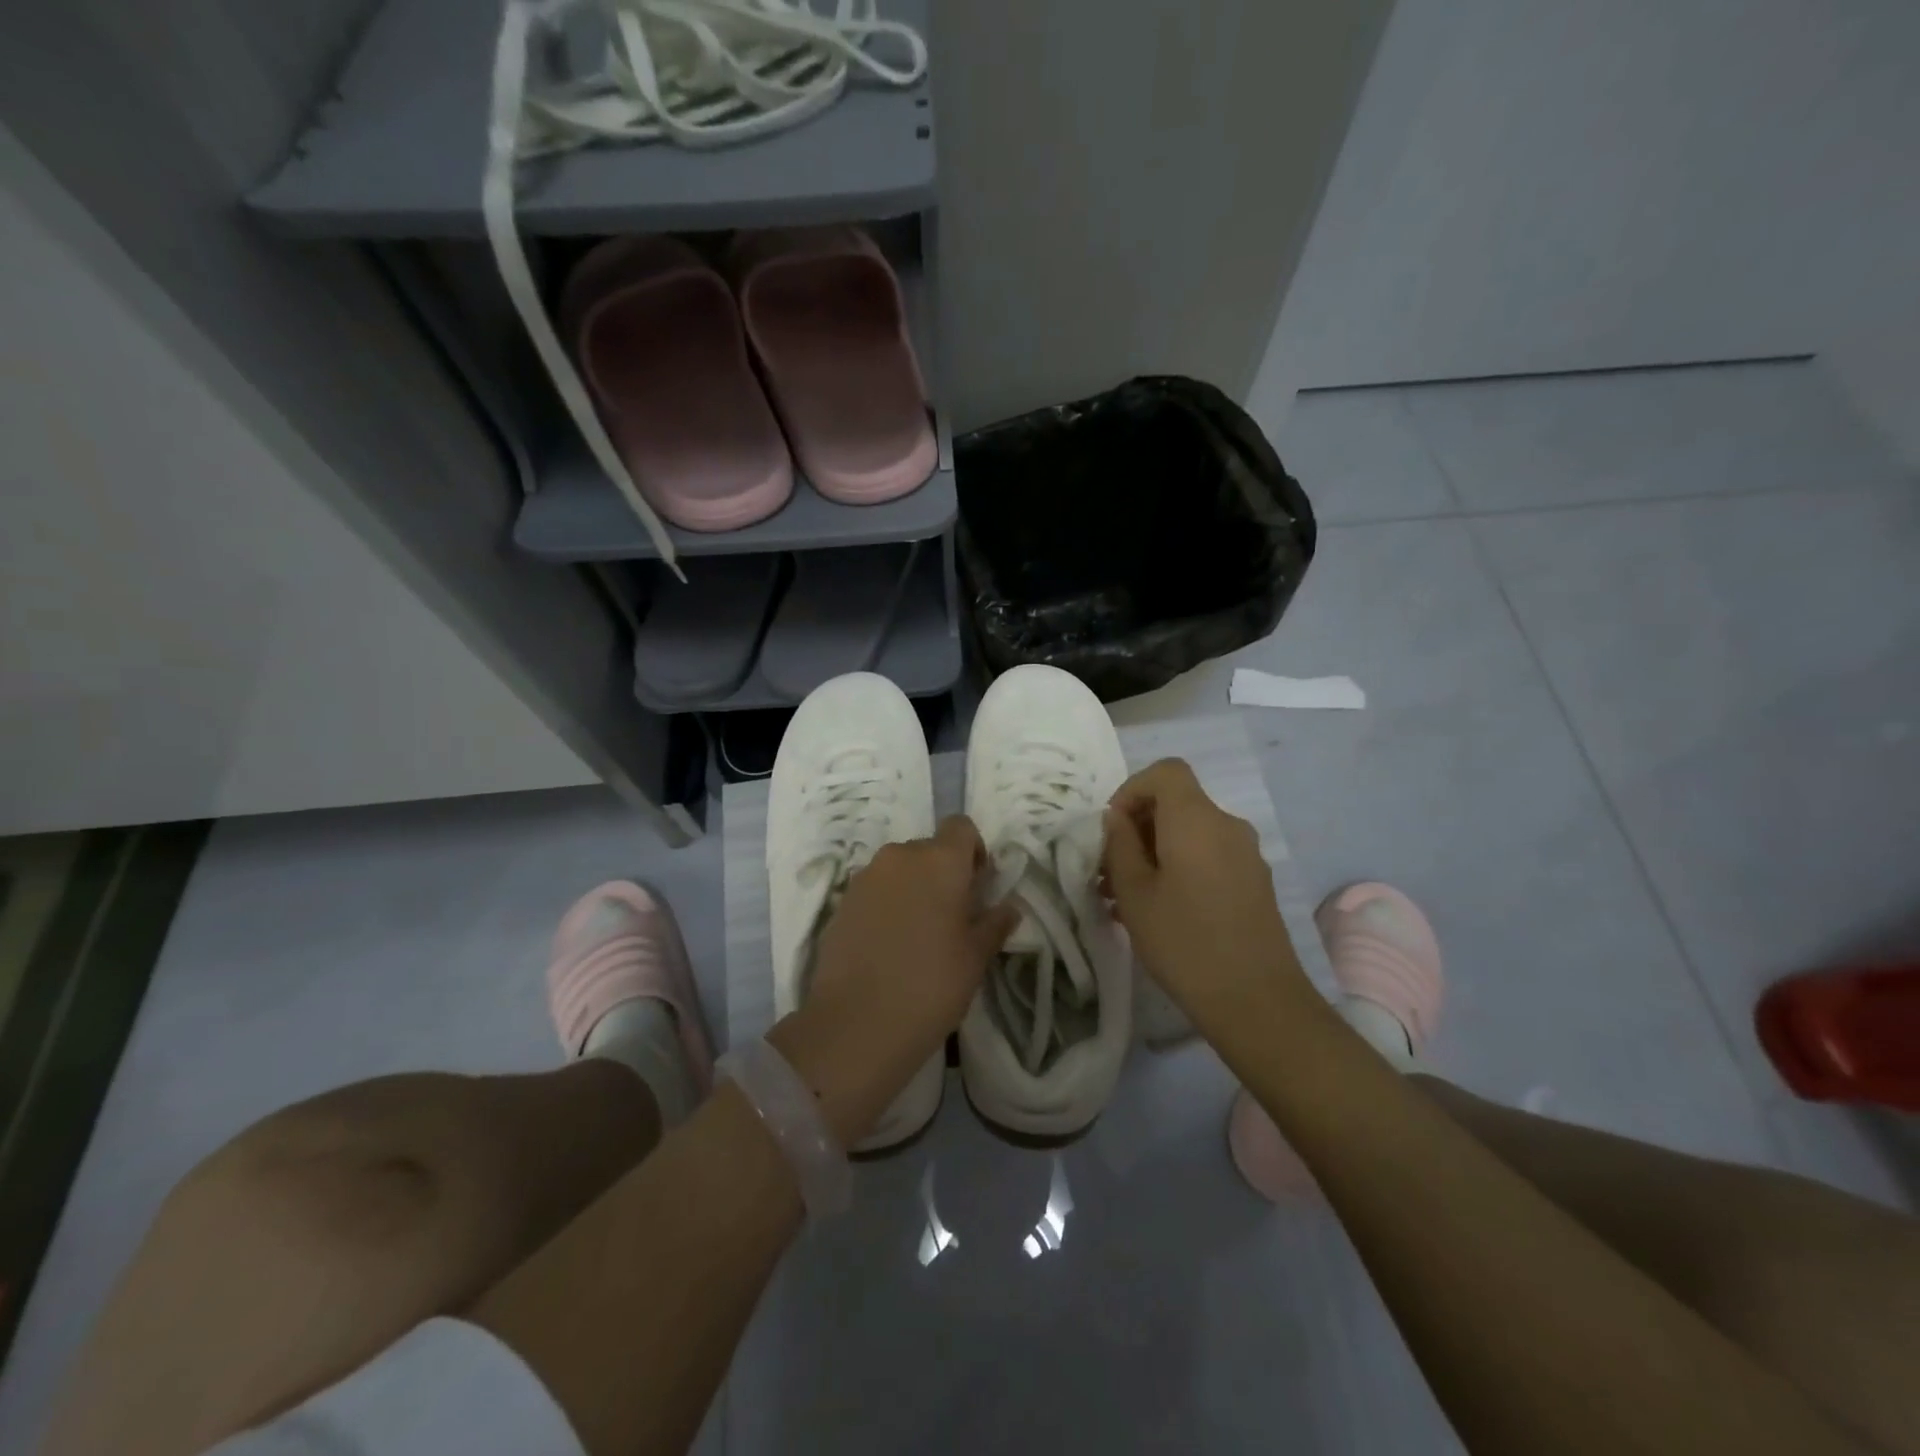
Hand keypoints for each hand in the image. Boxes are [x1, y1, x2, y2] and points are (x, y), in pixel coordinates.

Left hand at [769, 817, 1017, 1144]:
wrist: (856, 1023)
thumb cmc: (931, 984)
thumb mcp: (975, 957)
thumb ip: (994, 923)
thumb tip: (1009, 907)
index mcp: (939, 860)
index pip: (961, 827)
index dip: (973, 851)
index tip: (977, 887)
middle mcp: (899, 856)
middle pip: (928, 848)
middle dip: (943, 873)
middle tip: (951, 916)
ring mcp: (865, 877)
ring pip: (899, 869)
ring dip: (912, 888)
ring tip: (918, 934)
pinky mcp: (841, 902)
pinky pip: (874, 890)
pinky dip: (886, 905)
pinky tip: (889, 946)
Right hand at [1102, 759, 1319, 1036]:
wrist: (1256, 1001)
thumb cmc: (1184, 941)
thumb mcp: (1135, 893)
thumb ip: (1120, 845)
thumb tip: (1118, 819)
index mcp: (1196, 819)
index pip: (1165, 772)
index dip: (1133, 789)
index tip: (1112, 829)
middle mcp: (1227, 825)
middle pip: (1177, 804)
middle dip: (1138, 828)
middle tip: (1109, 872)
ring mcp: (1246, 854)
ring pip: (1191, 834)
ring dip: (1155, 852)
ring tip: (1126, 898)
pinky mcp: (1254, 882)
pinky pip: (1209, 856)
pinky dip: (1180, 868)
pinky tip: (1160, 911)